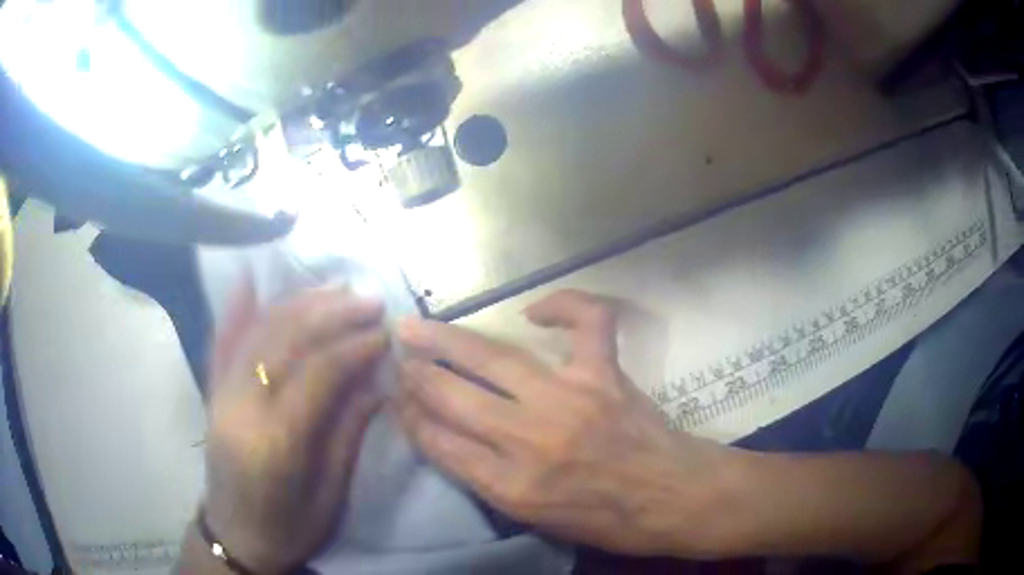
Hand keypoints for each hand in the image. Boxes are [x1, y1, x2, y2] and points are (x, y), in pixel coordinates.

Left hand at [201, 280, 388, 573]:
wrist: (236, 538)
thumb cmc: (291, 528)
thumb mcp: (332, 492)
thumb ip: (350, 431)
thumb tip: (378, 379)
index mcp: (276, 440)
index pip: (318, 371)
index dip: (355, 346)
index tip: (386, 331)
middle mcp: (241, 406)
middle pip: (286, 339)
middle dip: (331, 312)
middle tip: (369, 300)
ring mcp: (220, 394)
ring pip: (257, 331)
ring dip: (298, 304)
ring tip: (335, 290)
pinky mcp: (212, 392)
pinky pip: (221, 341)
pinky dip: (236, 308)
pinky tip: (249, 280)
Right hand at [394, 290, 730, 555]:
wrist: (673, 500)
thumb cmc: (606, 520)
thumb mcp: (535, 518)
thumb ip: (489, 479)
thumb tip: (452, 438)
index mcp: (510, 487)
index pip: (438, 442)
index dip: (409, 415)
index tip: (393, 395)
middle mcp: (529, 441)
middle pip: (451, 396)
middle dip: (415, 373)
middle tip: (395, 353)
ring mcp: (568, 400)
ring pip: (491, 358)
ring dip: (446, 339)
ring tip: (416, 325)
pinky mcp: (604, 375)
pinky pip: (585, 322)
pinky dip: (564, 305)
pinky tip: (536, 310)